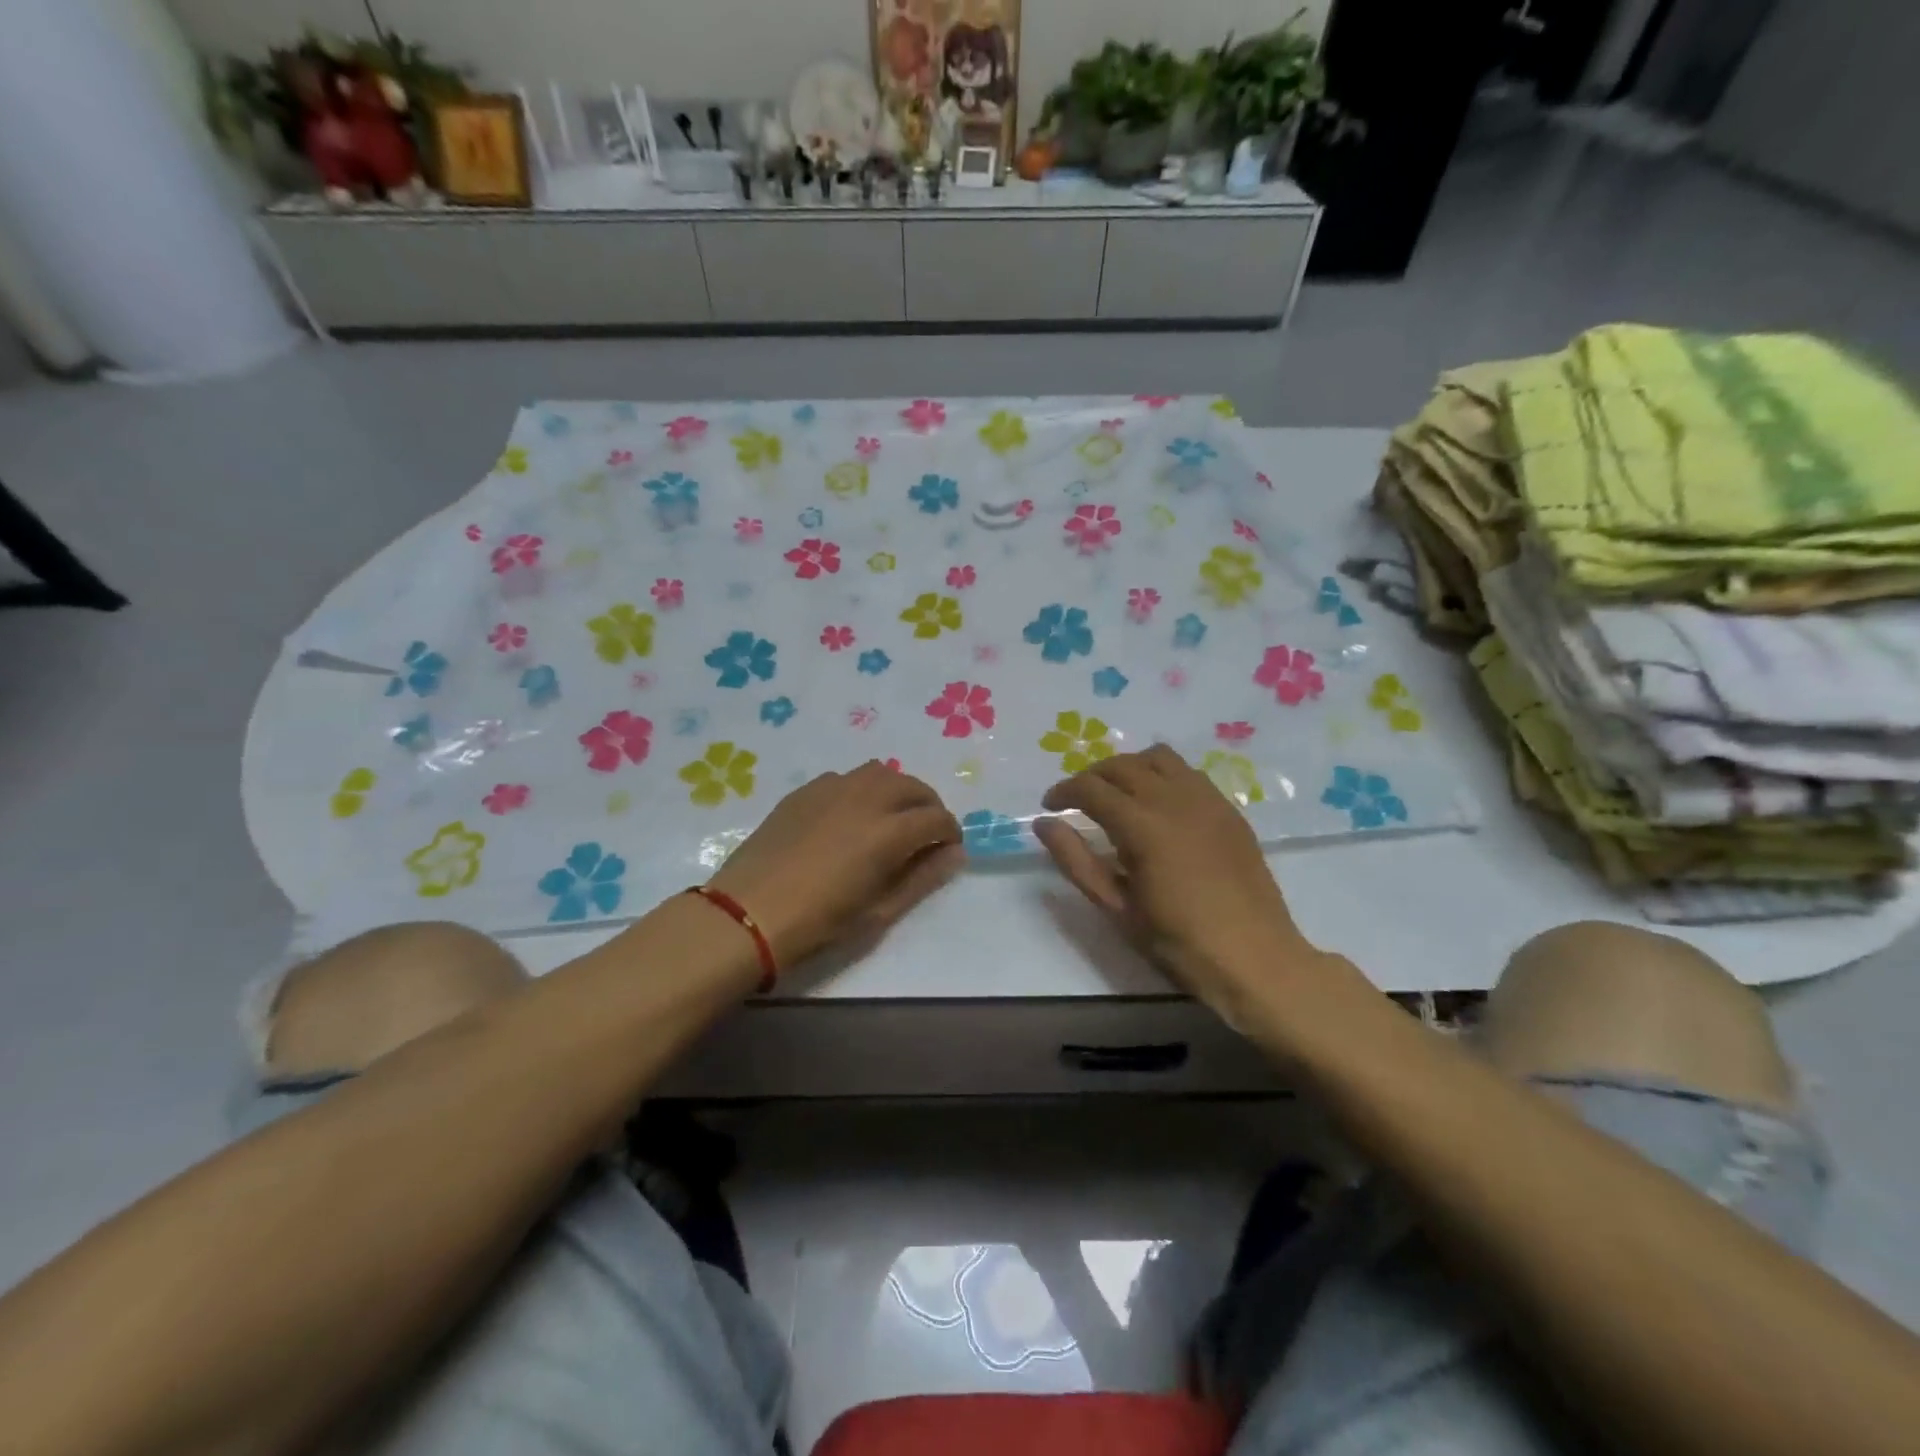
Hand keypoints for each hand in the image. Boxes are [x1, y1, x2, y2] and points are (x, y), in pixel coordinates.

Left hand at [706, 761, 963, 966]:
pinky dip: (861, 790)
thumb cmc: (819, 923)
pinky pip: (845, 778)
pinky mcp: (804, 791)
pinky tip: (849, 817)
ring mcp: (832, 789)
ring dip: (896, 790)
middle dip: (928, 806)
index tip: (947, 849)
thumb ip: (922, 878)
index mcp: (889, 831)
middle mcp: (866, 798)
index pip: (937, 818)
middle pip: (913, 786)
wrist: (747, 914)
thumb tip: (954, 854)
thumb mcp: (879, 912)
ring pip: (879, 772)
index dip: (950, 832)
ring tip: (890, 817)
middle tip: (924, 833)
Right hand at [1034, 744, 1323, 1020]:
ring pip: (1158, 758)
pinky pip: (1189, 773)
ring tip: (1118, 795)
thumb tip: (1044, 824)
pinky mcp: (1229, 809)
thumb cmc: (1178, 941)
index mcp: (1143, 825)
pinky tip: (1158, 805)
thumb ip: (1076, 860)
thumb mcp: (1116, 907)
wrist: (1254, 958)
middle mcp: (1175, 799)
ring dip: (1129, 768)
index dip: (1063, 791)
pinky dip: (1162, 776)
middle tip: (1076, 801)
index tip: (1049, 806)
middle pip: (1122, 765)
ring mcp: (1207, 800)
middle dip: (1092, 776)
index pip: (1091, 788)